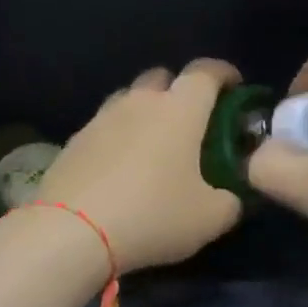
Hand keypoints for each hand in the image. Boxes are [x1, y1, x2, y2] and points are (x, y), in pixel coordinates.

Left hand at [34, 60, 244, 273]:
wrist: (73, 233)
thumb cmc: (153, 216)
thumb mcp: (210, 218)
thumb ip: (230, 201)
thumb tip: (230, 197)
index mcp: (179, 110)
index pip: (206, 72)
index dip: (224, 73)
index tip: (234, 86)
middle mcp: (139, 103)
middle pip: (162, 77)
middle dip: (180, 90)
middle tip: (192, 121)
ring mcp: (100, 119)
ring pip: (128, 99)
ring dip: (145, 112)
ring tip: (154, 144)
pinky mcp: (73, 142)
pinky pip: (103, 128)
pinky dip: (118, 138)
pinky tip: (120, 168)